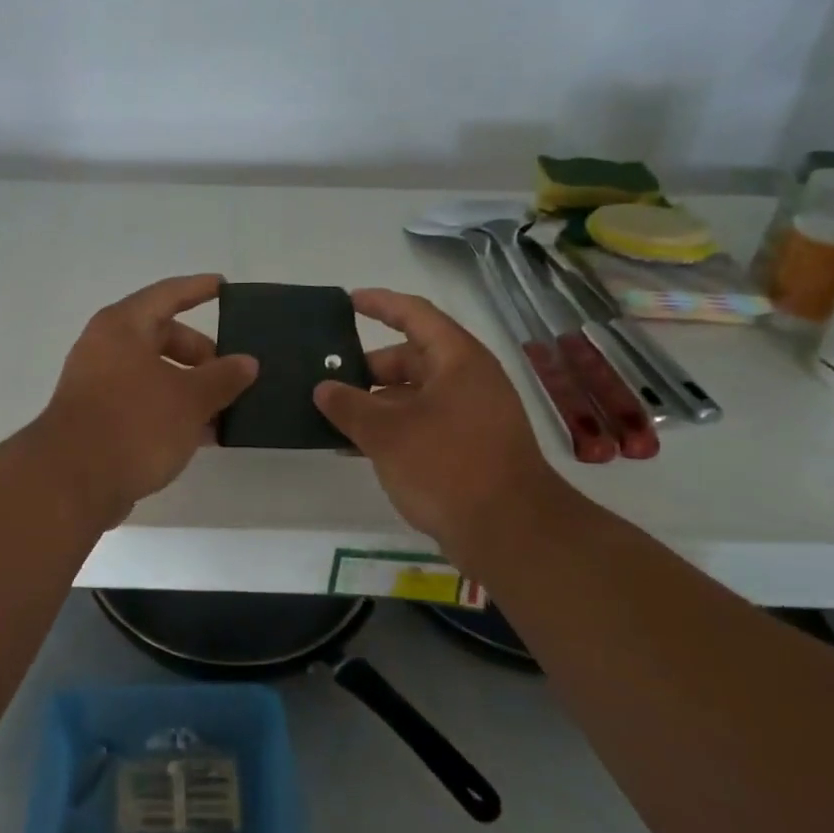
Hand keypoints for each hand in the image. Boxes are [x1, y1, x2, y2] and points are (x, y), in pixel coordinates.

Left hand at [35, 275, 257, 524]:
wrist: (72, 482)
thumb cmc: (134, 424)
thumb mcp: (190, 399)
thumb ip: (222, 377)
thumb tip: (247, 362)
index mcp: (123, 327)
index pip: (167, 295)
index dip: (198, 289)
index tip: (224, 285)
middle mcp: (106, 348)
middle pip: (162, 336)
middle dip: (201, 354)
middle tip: (233, 375)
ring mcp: (98, 385)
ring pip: (154, 374)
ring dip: (190, 388)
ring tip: (226, 410)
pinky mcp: (98, 419)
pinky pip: (143, 402)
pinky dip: (172, 411)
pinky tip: (202, 435)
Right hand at [314, 288, 565, 556]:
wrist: (510, 532)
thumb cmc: (448, 466)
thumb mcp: (387, 433)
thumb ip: (349, 406)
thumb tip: (323, 388)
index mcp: (457, 360)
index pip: (415, 315)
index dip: (380, 304)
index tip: (348, 300)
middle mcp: (468, 380)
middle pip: (412, 357)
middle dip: (369, 366)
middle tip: (328, 375)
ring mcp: (471, 415)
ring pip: (414, 394)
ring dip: (376, 401)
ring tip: (334, 414)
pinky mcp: (469, 448)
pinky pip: (422, 423)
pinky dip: (392, 427)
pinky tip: (357, 447)